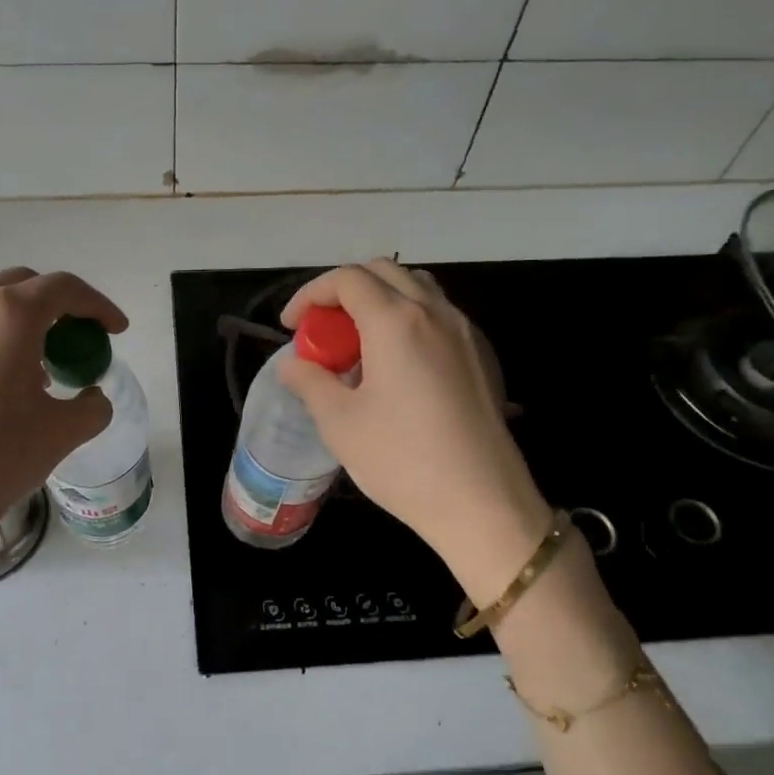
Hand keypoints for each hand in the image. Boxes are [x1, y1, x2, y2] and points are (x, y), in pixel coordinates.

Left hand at [0, 268, 125, 651]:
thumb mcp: (62, 432)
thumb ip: (92, 406)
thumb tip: (92, 397)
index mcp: (9, 314)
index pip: (64, 288)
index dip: (98, 305)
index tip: (117, 330)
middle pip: (25, 284)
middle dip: (60, 304)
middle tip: (80, 338)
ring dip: (23, 316)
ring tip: (41, 359)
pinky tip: (5, 378)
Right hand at [279, 260, 553, 598]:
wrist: (482, 502)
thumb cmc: (402, 460)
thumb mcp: (339, 422)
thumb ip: (309, 381)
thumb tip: (292, 364)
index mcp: (395, 321)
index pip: (346, 279)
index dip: (310, 294)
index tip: (291, 327)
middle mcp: (434, 313)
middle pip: (384, 272)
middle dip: (344, 291)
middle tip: (323, 330)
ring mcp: (465, 332)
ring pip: (417, 288)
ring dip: (380, 301)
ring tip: (359, 345)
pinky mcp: (482, 357)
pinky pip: (440, 316)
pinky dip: (409, 320)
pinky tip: (398, 367)